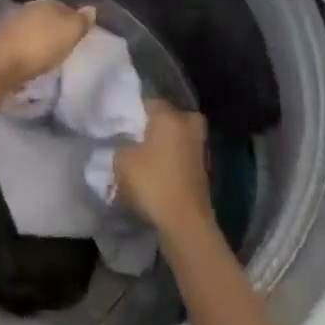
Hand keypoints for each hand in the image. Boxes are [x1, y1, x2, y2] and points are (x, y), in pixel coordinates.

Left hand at [0, 0, 94, 97]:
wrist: (0, 64)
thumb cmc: (40, 46)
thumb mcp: (69, 32)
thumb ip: (81, 21)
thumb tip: (91, 8)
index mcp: (46, 3)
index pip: (65, 7)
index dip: (73, 20)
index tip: (79, 35)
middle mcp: (28, 10)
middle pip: (47, 18)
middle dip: (55, 30)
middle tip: (66, 46)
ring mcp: (12, 27)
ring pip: (33, 31)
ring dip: (40, 41)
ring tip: (50, 57)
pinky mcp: (2, 45)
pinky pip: (22, 46)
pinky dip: (28, 52)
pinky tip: (32, 63)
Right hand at [114, 100, 214, 236]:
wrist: (185, 222)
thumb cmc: (152, 183)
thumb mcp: (122, 161)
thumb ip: (121, 144)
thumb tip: (126, 143)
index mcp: (169, 116)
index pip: (149, 102)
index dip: (134, 112)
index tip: (122, 124)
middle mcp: (188, 125)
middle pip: (168, 117)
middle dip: (154, 125)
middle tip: (136, 138)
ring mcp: (199, 147)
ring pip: (177, 137)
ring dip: (164, 144)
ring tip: (144, 158)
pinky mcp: (203, 169)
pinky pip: (182, 155)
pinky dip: (171, 160)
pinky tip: (156, 172)